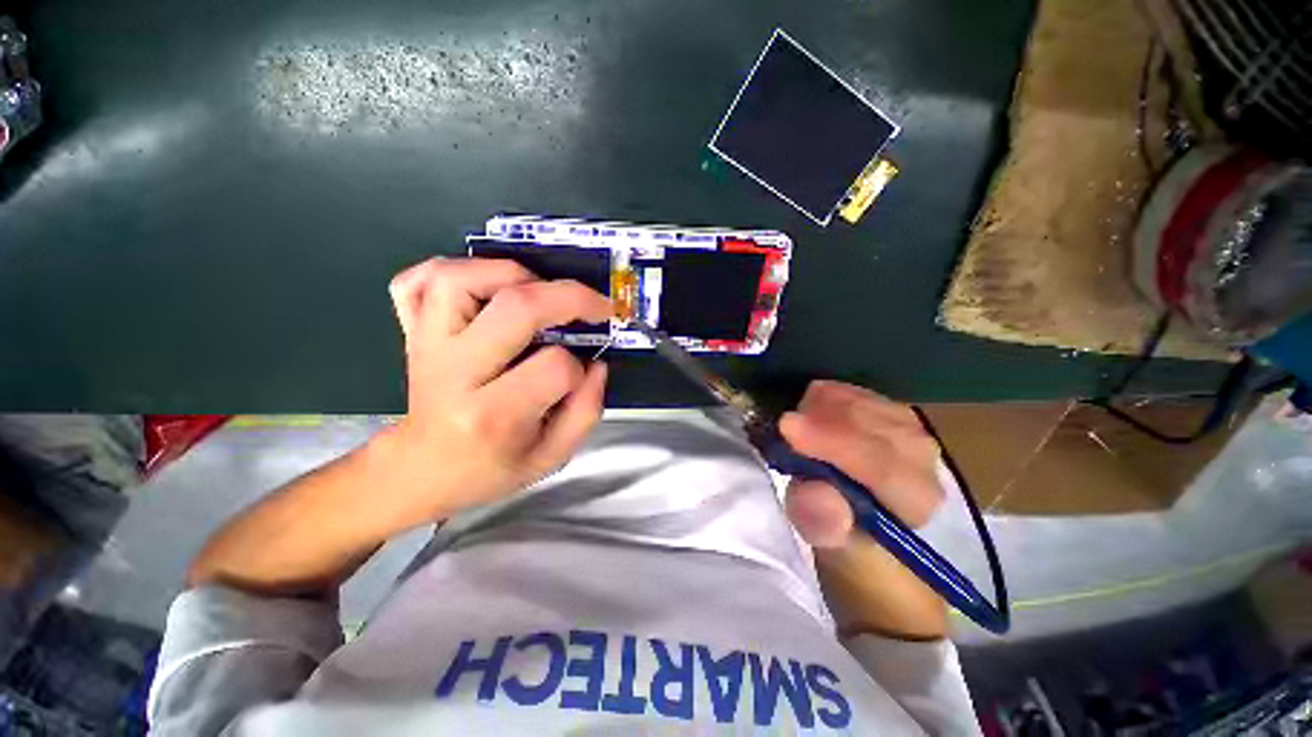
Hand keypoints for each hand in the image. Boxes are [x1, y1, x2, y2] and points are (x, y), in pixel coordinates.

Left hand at [378, 257, 610, 527]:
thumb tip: (597, 363)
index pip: (554, 368)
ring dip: (512, 273)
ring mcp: (426, 344)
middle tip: (595, 306)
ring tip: (538, 291)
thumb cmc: (489, 468)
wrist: (421, 469)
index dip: (580, 368)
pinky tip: (481, 286)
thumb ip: (586, 411)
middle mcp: (455, 372)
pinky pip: (416, 281)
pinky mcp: (411, 331)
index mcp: (492, 415)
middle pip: (516, 307)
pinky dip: (451, 269)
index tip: (583, 376)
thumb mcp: (551, 457)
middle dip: (570, 297)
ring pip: (460, 278)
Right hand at [779, 381, 948, 638]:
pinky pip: (860, 393)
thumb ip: (824, 524)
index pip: (881, 465)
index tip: (786, 427)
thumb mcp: (831, 547)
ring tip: (797, 423)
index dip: (831, 442)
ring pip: (867, 402)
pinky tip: (813, 409)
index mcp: (915, 501)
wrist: (868, 530)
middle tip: (784, 424)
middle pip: (875, 423)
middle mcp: (924, 461)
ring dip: (824, 407)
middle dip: (823, 418)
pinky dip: (830, 396)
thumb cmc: (850, 546)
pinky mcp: (893, 415)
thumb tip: (814, 493)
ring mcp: (911, 431)